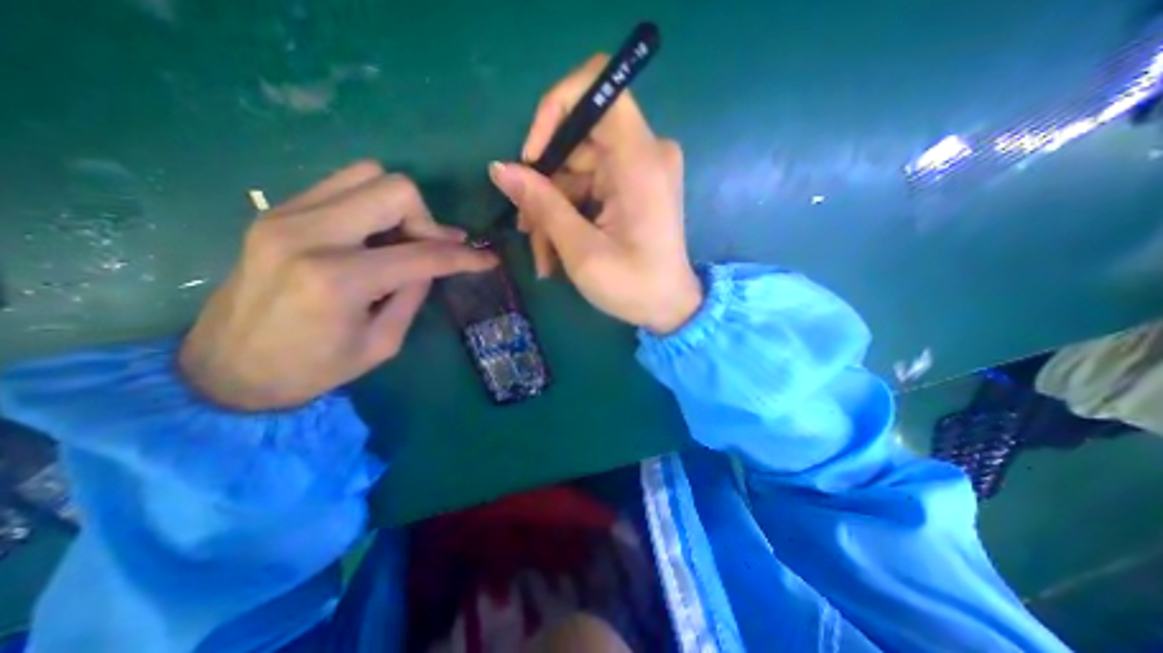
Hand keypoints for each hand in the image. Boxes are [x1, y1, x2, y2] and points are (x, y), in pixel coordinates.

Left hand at [182, 160, 494, 409]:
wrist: (226, 370)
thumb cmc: (313, 369)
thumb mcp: (383, 342)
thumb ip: (413, 294)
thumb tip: (433, 264)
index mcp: (339, 279)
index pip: (423, 253)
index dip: (464, 256)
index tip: (488, 260)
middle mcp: (310, 234)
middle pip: (395, 190)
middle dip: (428, 221)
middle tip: (433, 249)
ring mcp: (286, 215)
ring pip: (367, 175)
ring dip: (400, 206)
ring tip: (404, 239)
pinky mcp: (276, 211)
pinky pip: (341, 184)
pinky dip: (371, 203)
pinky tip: (374, 233)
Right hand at [486, 54, 699, 335]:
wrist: (668, 308)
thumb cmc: (632, 285)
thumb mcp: (581, 250)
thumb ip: (542, 205)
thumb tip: (500, 168)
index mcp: (640, 160)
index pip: (599, 87)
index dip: (556, 110)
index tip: (531, 157)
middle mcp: (644, 154)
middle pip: (577, 142)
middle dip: (545, 185)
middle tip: (526, 230)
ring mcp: (638, 171)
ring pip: (577, 171)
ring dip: (552, 211)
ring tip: (543, 256)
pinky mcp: (632, 188)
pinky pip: (589, 188)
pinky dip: (568, 215)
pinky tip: (556, 250)